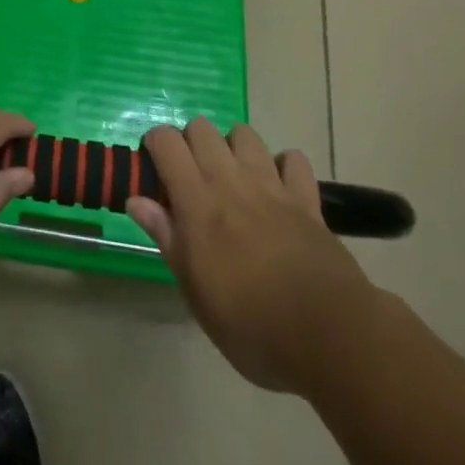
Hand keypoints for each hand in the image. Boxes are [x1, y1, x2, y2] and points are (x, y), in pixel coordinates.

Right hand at [128, 119, 378, 397]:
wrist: (329, 337)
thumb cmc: (250, 324)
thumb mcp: (195, 292)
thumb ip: (166, 237)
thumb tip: (135, 200)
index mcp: (197, 200)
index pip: (167, 141)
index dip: (155, 144)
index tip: (153, 168)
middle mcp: (231, 180)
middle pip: (202, 128)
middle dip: (191, 142)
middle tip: (192, 177)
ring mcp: (271, 186)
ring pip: (245, 134)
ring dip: (234, 147)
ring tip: (233, 178)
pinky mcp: (306, 200)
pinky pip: (293, 160)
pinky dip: (284, 166)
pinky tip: (279, 188)